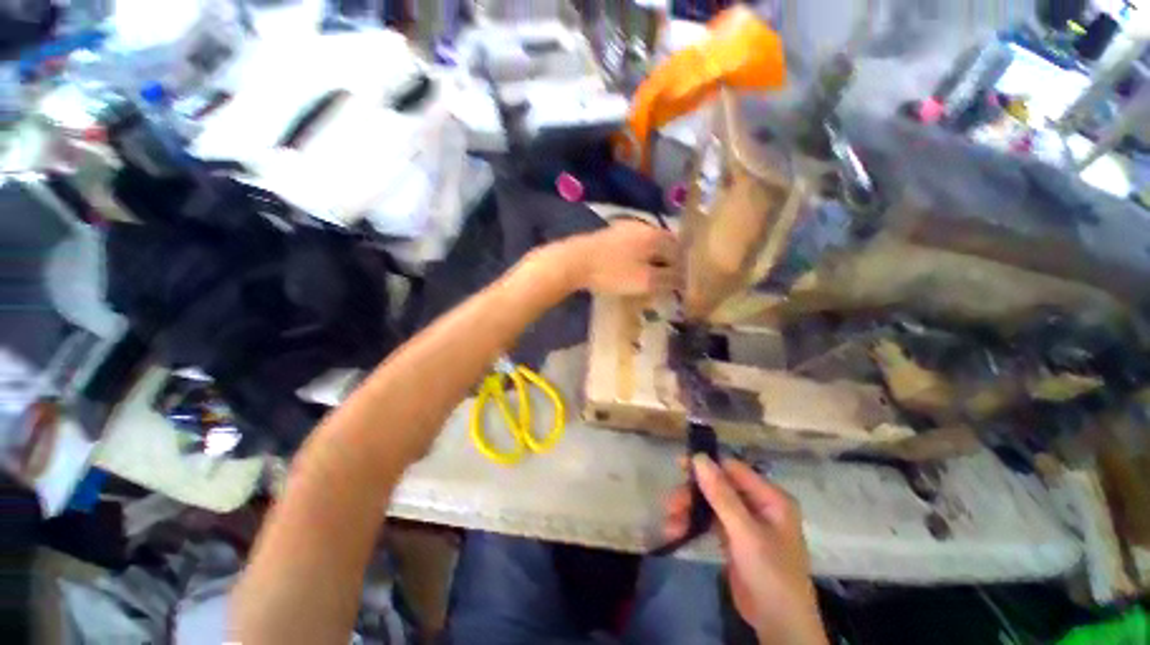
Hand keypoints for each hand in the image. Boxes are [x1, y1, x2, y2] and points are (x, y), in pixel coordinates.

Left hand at [558, 219, 678, 296]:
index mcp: (654, 234)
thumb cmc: (612, 272)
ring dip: (652, 259)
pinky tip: (632, 268)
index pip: (679, 248)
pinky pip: (633, 245)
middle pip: (663, 245)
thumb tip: (685, 279)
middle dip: (668, 262)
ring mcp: (624, 228)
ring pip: (647, 244)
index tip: (682, 281)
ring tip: (651, 276)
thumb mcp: (644, 281)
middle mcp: (643, 226)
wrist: (574, 262)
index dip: (683, 265)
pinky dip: (638, 257)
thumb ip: (668, 279)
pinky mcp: (610, 234)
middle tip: (668, 280)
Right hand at [664, 456, 827, 644]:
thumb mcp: (745, 533)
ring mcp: (745, 522)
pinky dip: (693, 525)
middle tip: (670, 504)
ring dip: (688, 511)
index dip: (706, 465)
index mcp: (770, 497)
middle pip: (718, 487)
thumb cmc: (770, 574)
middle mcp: (757, 504)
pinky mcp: (733, 538)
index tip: (679, 466)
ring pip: (710, 504)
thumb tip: (699, 457)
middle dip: (692, 495)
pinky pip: (709, 522)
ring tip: (669, 524)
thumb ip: (722, 495)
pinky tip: (676, 532)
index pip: (733, 469)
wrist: (778, 626)